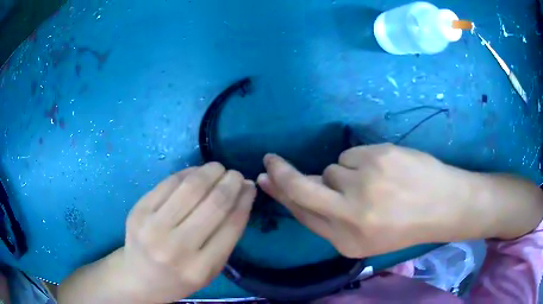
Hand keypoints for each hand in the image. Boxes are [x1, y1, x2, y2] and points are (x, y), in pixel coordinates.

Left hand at [118, 163, 255, 302]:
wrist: (140, 278)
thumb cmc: (180, 277)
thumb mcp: (210, 269)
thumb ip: (228, 235)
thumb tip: (243, 193)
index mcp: (200, 268)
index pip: (231, 225)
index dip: (244, 200)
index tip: (249, 186)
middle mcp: (176, 248)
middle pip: (213, 203)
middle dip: (230, 182)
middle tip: (236, 175)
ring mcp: (153, 227)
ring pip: (190, 187)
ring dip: (210, 171)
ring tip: (218, 169)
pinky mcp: (138, 210)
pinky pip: (168, 183)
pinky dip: (187, 173)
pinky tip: (196, 172)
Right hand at [257, 144, 485, 257]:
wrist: (445, 205)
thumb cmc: (405, 224)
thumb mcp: (366, 235)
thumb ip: (331, 217)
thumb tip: (299, 189)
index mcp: (347, 241)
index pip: (302, 214)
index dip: (281, 195)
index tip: (265, 178)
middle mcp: (351, 215)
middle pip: (302, 188)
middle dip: (282, 173)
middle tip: (270, 161)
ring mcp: (365, 183)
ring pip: (332, 169)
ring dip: (345, 174)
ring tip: (375, 183)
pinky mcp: (378, 157)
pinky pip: (351, 155)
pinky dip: (361, 161)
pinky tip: (384, 171)